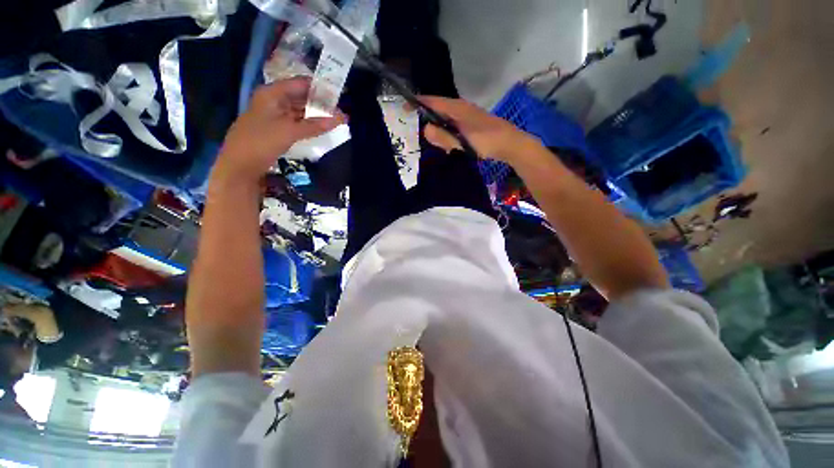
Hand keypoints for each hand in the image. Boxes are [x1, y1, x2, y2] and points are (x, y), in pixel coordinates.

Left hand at [213, 77, 345, 183]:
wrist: (240, 165)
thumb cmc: (261, 142)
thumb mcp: (290, 131)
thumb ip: (316, 125)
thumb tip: (341, 118)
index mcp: (273, 93)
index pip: (301, 83)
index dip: (320, 88)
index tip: (340, 95)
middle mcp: (274, 100)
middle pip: (301, 96)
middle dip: (321, 103)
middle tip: (342, 111)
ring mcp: (275, 115)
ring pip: (300, 111)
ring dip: (317, 115)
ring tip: (336, 120)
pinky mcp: (277, 129)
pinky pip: (297, 122)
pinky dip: (309, 125)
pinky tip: (322, 129)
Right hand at [418, 96, 538, 163]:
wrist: (511, 143)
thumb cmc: (487, 142)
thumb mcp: (463, 142)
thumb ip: (444, 137)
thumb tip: (425, 129)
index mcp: (458, 108)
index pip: (433, 101)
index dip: (418, 103)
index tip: (404, 107)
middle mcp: (461, 108)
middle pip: (438, 109)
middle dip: (428, 119)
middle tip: (420, 131)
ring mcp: (467, 115)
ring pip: (446, 119)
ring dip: (439, 129)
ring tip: (438, 142)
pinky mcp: (471, 123)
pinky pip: (454, 125)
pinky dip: (448, 133)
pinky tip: (451, 144)